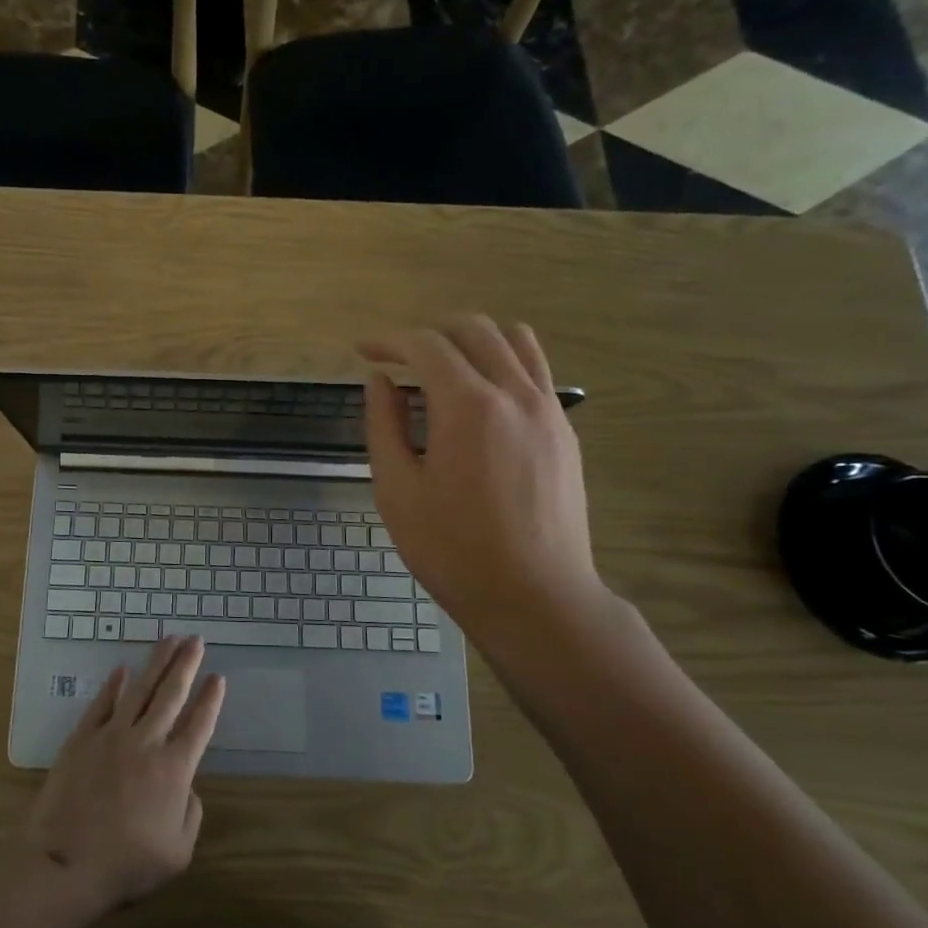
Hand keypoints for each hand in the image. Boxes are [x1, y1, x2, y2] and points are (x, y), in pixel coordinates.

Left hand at [19, 636, 224, 913]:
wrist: (64, 864)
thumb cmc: (125, 866)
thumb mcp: (177, 854)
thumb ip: (190, 814)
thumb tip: (186, 787)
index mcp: (174, 769)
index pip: (200, 724)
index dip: (211, 699)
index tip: (218, 677)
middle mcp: (147, 742)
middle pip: (172, 694)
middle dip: (186, 664)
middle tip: (196, 640)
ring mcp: (112, 736)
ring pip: (140, 689)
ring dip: (157, 662)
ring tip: (169, 639)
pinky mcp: (82, 738)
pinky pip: (102, 703)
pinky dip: (114, 685)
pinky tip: (122, 669)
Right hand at [360, 315, 607, 642]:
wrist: (534, 598)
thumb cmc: (452, 550)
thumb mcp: (397, 490)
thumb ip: (384, 425)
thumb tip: (379, 380)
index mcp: (468, 406)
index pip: (426, 346)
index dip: (389, 341)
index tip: (363, 351)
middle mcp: (514, 393)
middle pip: (474, 329)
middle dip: (429, 333)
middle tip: (397, 358)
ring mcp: (548, 409)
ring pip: (514, 339)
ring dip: (471, 339)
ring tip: (442, 366)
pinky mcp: (564, 430)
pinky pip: (535, 370)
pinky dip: (502, 362)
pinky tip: (479, 397)